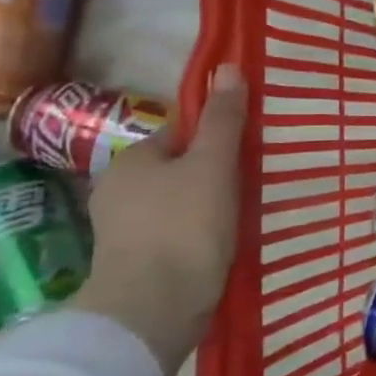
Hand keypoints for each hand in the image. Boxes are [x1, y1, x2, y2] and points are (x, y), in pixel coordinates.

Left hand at [79, 63, 247, 375]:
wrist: (153, 308)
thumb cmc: (185, 226)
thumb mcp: (213, 164)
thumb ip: (223, 120)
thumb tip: (227, 67)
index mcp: (133, 159)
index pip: (182, 132)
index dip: (218, 136)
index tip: (251, 150)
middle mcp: (119, 189)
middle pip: (181, 168)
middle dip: (214, 172)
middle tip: (255, 183)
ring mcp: (124, 229)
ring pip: (179, 202)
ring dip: (209, 205)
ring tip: (245, 214)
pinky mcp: (136, 262)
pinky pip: (176, 233)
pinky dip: (199, 233)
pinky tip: (223, 243)